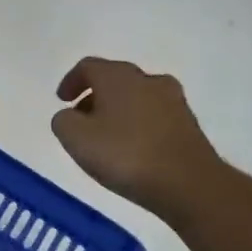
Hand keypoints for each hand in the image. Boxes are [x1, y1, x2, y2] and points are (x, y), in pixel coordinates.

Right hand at [50, 57, 228, 222]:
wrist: (189, 184)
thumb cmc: (125, 155)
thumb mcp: (76, 138)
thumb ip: (63, 120)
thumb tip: (70, 115)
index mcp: (117, 76)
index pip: (89, 66)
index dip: (71, 80)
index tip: (62, 99)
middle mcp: (147, 80)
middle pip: (115, 79)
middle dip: (95, 95)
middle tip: (81, 117)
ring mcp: (173, 101)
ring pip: (137, 96)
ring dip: (118, 109)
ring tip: (107, 136)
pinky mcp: (189, 124)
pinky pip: (155, 116)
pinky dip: (139, 124)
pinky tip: (133, 148)